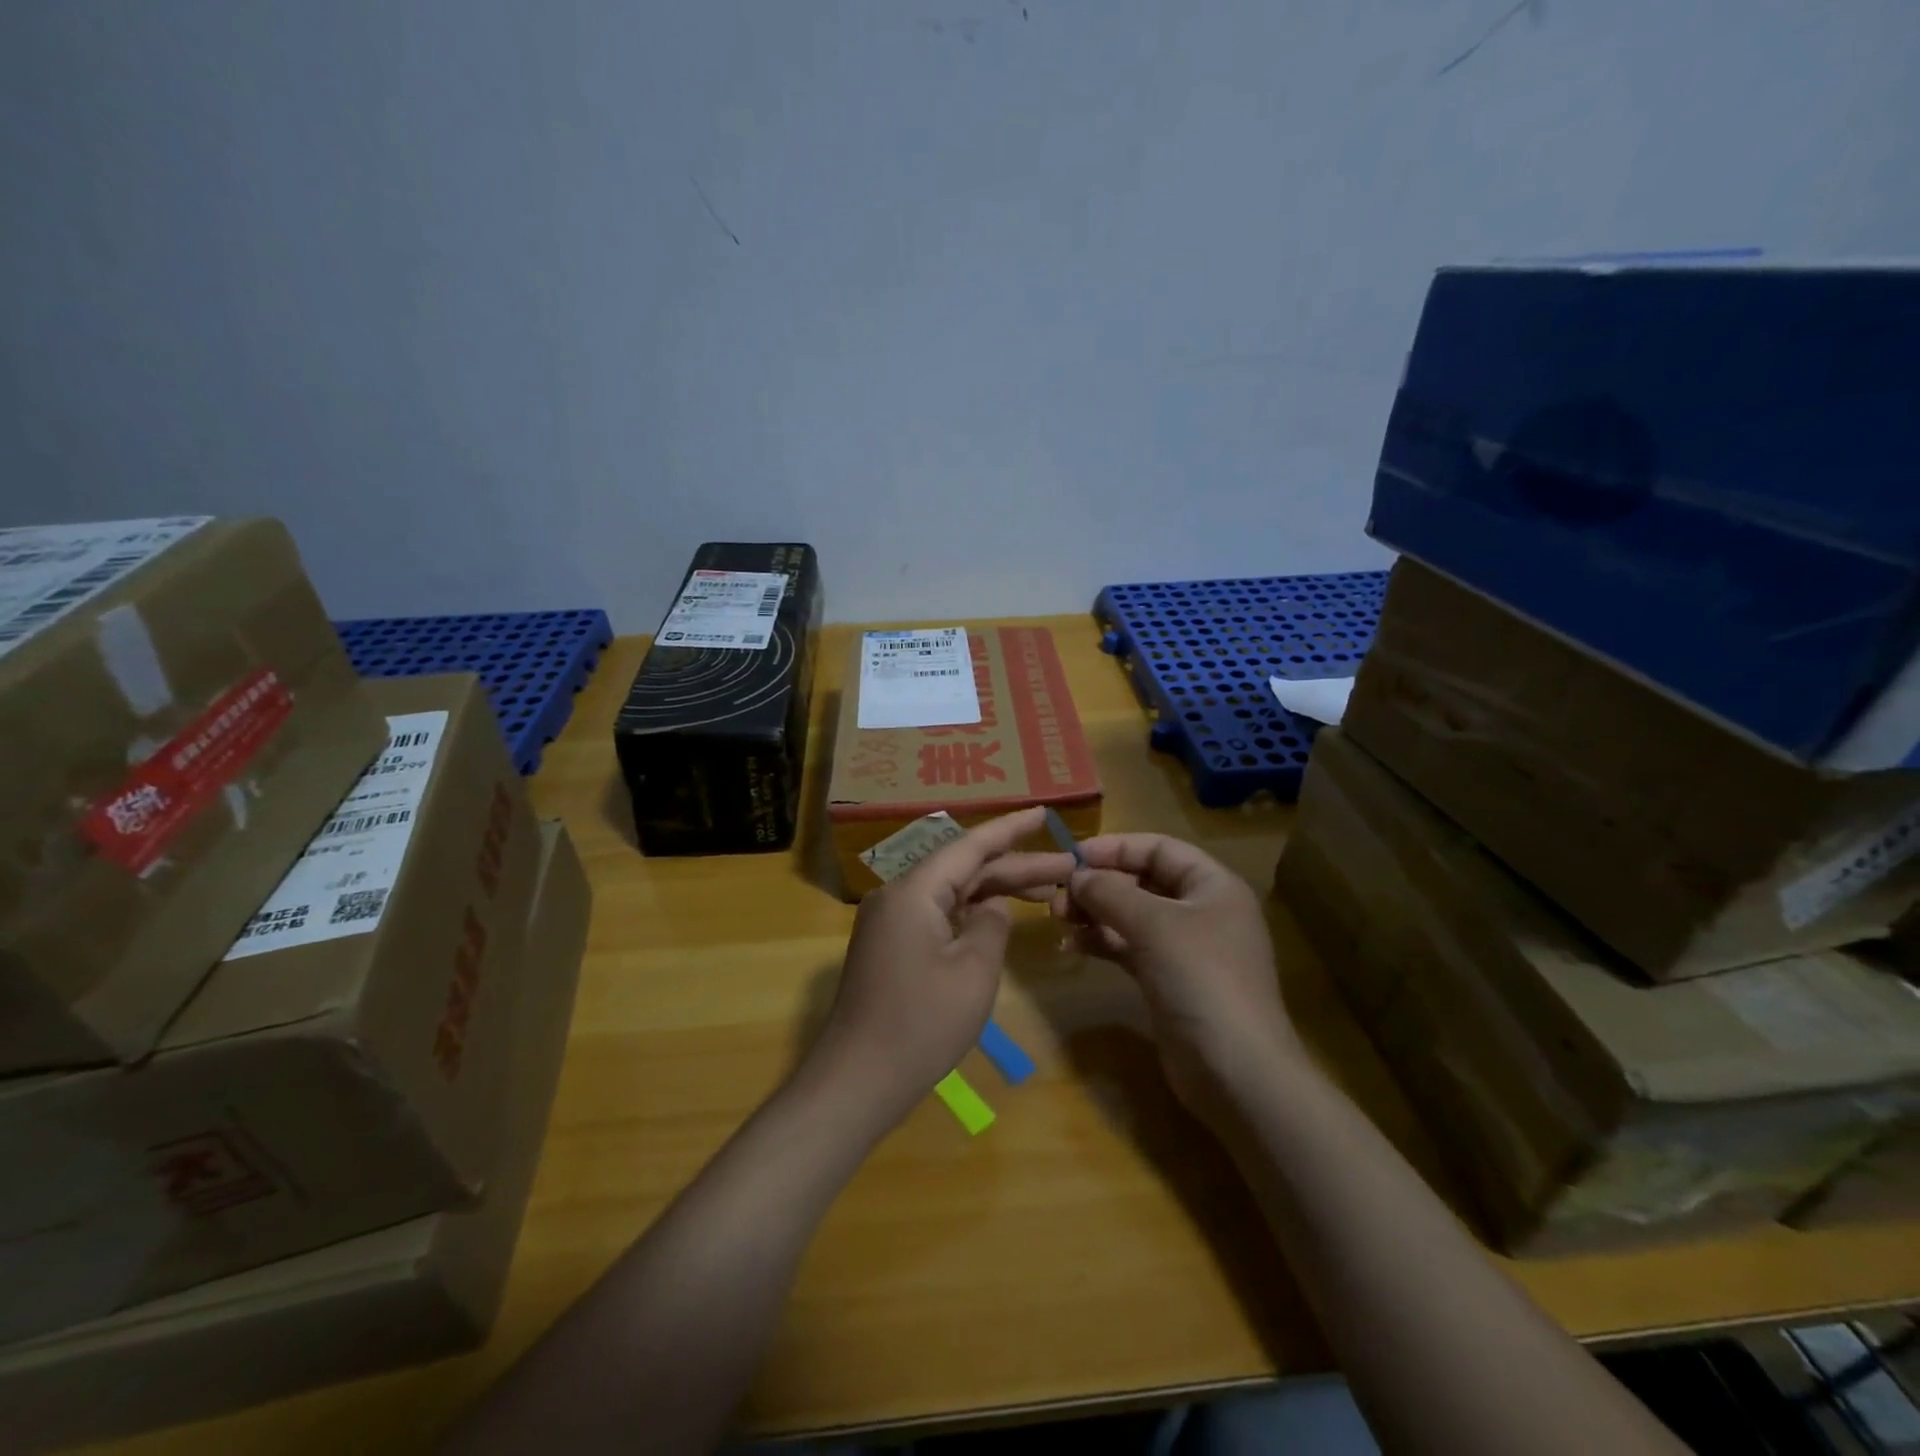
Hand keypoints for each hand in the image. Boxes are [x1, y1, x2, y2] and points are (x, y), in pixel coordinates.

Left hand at [814, 807, 1075, 1130]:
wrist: (858, 1078)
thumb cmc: (921, 1024)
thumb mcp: (974, 971)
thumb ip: (992, 925)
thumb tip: (992, 906)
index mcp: (915, 890)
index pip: (970, 845)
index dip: (1010, 828)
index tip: (1044, 812)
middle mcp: (898, 894)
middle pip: (964, 868)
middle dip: (1015, 865)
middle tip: (1067, 863)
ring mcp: (891, 921)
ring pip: (952, 891)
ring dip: (995, 889)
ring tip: (1048, 888)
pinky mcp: (891, 945)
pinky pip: (938, 914)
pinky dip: (971, 913)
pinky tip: (1000, 916)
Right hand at [1054, 833, 1300, 1129]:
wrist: (1236, 1071)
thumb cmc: (1201, 979)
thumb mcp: (1154, 925)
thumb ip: (1110, 892)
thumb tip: (1076, 875)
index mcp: (1212, 885)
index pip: (1158, 848)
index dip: (1115, 847)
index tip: (1071, 857)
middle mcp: (1200, 910)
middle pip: (1142, 881)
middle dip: (1098, 884)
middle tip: (1056, 897)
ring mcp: (1185, 948)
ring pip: (1131, 916)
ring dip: (1095, 913)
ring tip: (1057, 919)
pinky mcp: (1168, 980)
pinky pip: (1129, 947)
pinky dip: (1102, 942)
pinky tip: (1072, 945)